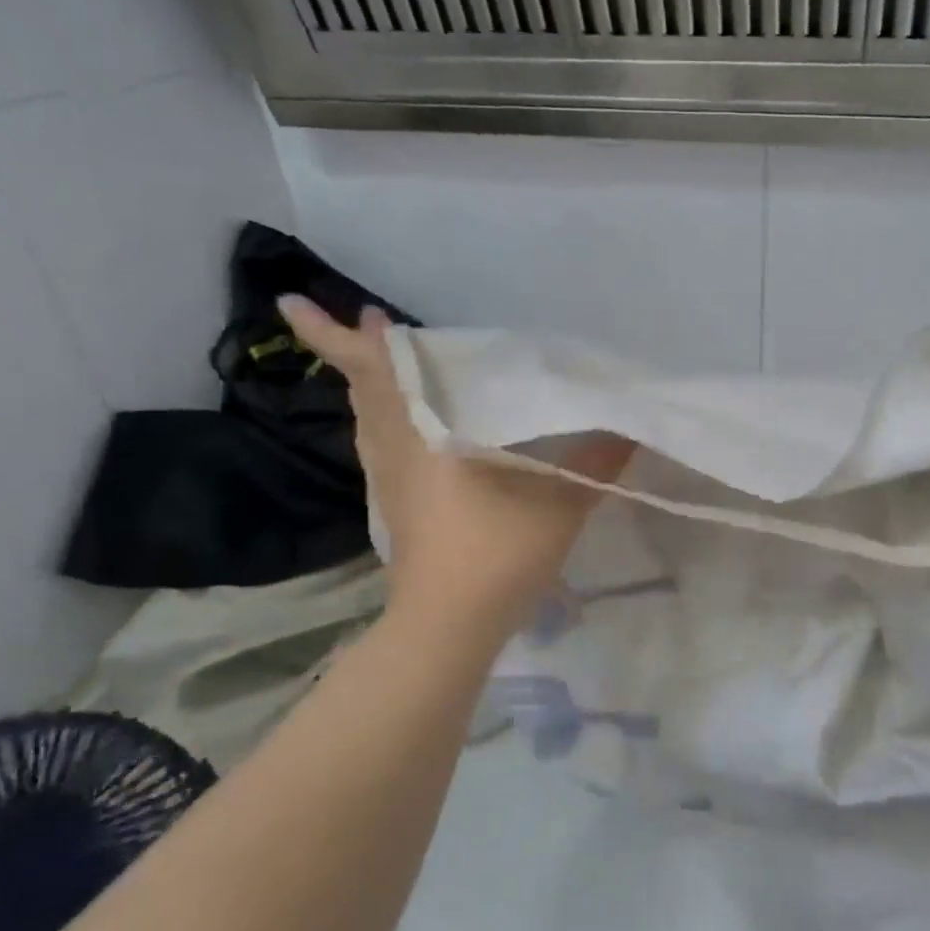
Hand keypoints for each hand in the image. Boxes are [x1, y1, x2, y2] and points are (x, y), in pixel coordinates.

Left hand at [277, 296, 634, 633]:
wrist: (450, 626)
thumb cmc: (497, 554)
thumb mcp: (560, 505)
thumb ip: (596, 463)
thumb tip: (632, 429)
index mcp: (424, 436)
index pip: (377, 373)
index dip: (337, 337)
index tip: (297, 303)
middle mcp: (395, 451)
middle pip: (364, 390)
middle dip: (351, 352)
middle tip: (365, 318)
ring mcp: (390, 483)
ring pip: (370, 421)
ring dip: (372, 386)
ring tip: (385, 362)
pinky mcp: (396, 509)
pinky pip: (383, 448)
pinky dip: (387, 423)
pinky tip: (414, 430)